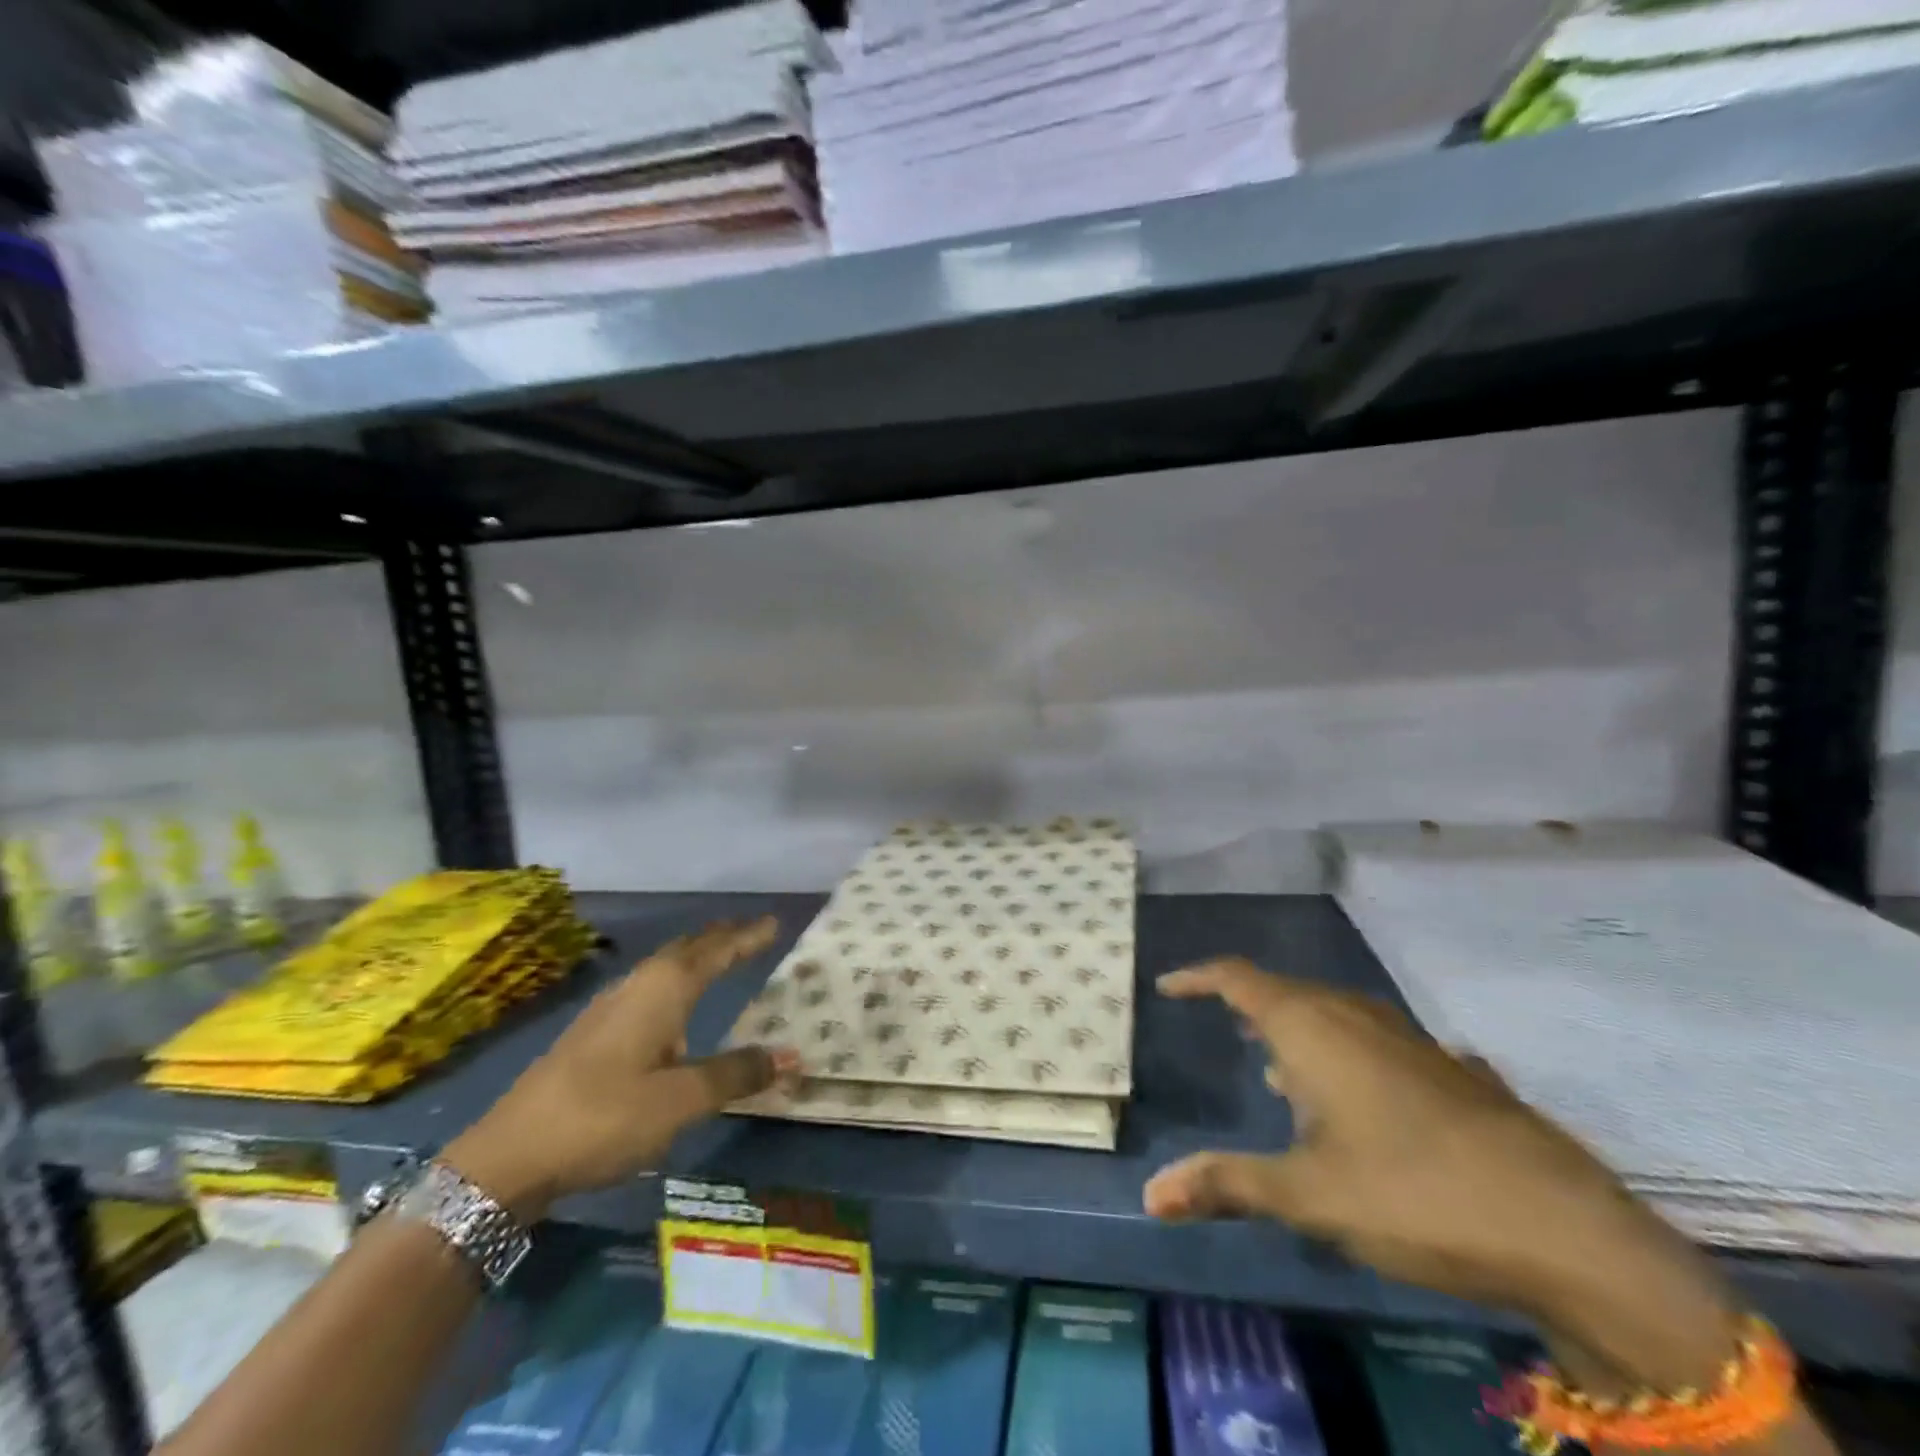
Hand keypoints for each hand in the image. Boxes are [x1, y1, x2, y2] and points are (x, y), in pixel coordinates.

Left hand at [443, 918, 791, 1220]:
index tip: (774, 923)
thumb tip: (791, 1055)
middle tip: (753, 934)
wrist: (506, 1157)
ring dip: (696, 959)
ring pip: (665, 969)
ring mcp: (609, 1009)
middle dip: (721, 939)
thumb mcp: (680, 1101)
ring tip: (721, 961)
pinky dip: (676, 984)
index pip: (716, 950)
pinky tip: (674, 1011)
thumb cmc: (604, 1118)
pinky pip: (650, 990)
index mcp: (663, 990)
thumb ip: (736, 1074)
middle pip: (687, 950)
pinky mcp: (592, 1034)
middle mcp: (638, 987)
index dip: (747, 937)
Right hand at [1143, 959, 1741, 1392]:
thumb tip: (1150, 1194)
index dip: (1198, 978)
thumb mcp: (1307, 1195)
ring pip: (1334, 1016)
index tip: (1169, 986)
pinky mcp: (1449, 1069)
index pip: (1237, 978)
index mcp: (1311, 1026)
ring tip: (1278, 1069)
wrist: (1563, 1226)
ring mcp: (1409, 1037)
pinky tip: (1359, 1102)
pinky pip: (1375, 1042)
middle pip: (1286, 993)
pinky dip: (1347, 1057)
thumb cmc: (1411, 1193)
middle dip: (1249, 1008)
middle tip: (1224, 1031)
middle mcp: (1356, 1015)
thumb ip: (1226, 1184)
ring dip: (1299, 1034)